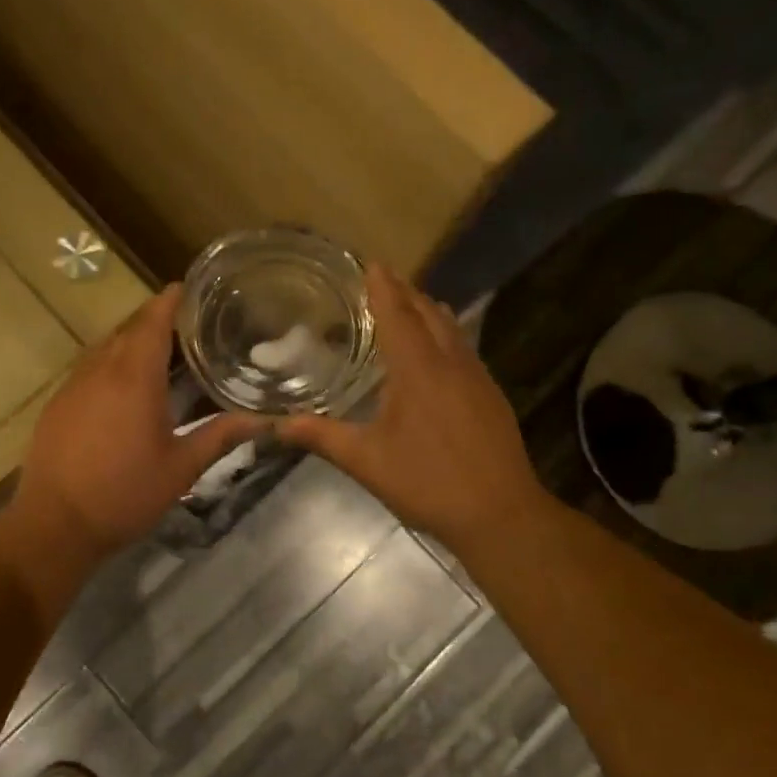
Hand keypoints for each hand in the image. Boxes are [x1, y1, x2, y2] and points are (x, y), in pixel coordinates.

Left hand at [7, 285, 262, 569]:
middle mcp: (100, 369)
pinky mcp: (58, 403)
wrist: (55, 525)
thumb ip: (221, 436)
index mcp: (134, 376)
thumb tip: (266, 421)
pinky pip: (89, 369)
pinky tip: (125, 389)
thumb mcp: (181, 468)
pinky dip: (111, 365)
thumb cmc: (124, 494)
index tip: (191, 289)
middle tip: (190, 326)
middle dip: (157, 321)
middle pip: (129, 329)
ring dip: (132, 343)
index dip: (172, 300)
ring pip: (106, 348)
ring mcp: (73, 385)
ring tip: (162, 354)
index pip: (153, 319)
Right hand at [277, 263, 554, 559]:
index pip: (398, 314)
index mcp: (418, 369)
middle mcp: (451, 362)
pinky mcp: (490, 396)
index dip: (382, 287)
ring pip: (451, 329)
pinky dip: (444, 335)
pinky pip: (463, 348)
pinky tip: (436, 354)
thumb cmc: (427, 482)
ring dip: (427, 311)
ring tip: (407, 306)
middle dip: (405, 292)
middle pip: (428, 312)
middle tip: (382, 281)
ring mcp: (476, 378)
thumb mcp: (366, 461)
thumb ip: (322, 436)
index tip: (371, 262)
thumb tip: (277, 424)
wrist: (500, 513)